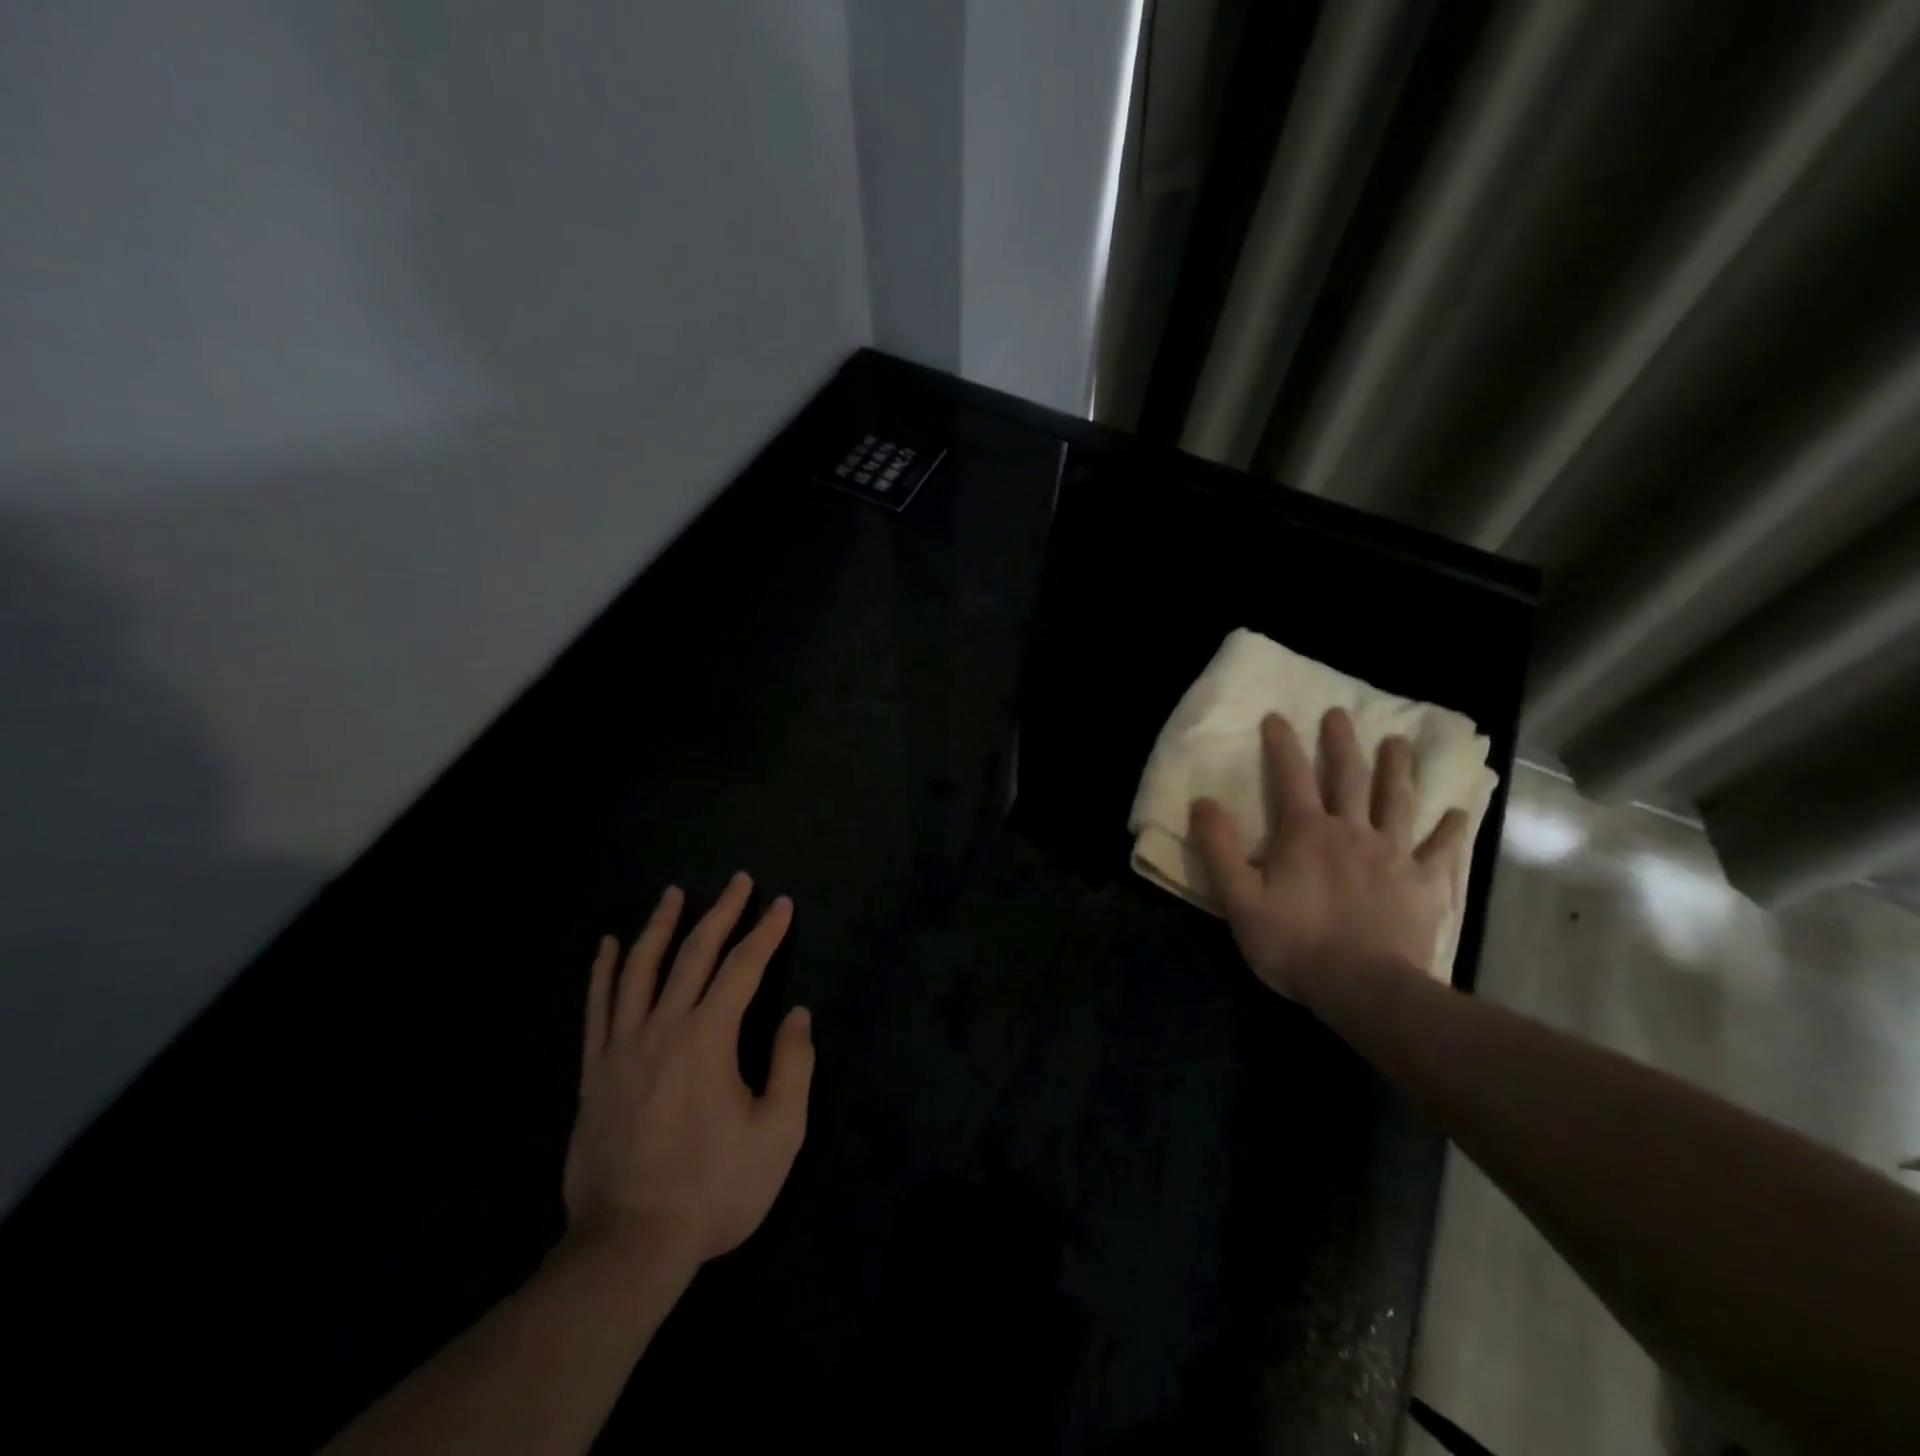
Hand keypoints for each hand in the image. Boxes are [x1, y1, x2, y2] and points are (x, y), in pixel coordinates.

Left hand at [562, 872, 814, 1266]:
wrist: (628, 1245)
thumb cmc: (713, 1189)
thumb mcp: (778, 1133)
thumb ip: (792, 1066)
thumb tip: (797, 1015)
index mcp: (709, 1037)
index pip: (743, 968)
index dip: (766, 932)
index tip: (782, 905)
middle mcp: (663, 1027)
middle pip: (693, 954)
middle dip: (721, 913)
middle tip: (738, 881)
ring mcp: (621, 1047)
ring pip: (640, 969)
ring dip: (660, 926)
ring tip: (673, 893)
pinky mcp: (595, 1071)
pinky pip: (599, 1007)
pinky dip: (605, 971)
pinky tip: (610, 946)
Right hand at [1188, 708, 1466, 1002]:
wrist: (1366, 990)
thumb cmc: (1295, 944)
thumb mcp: (1239, 899)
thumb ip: (1219, 849)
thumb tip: (1203, 801)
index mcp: (1306, 833)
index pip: (1291, 777)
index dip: (1282, 745)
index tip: (1277, 716)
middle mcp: (1352, 831)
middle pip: (1349, 778)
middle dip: (1341, 743)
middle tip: (1340, 714)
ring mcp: (1394, 855)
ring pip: (1397, 801)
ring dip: (1397, 769)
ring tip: (1399, 742)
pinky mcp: (1424, 884)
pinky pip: (1441, 850)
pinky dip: (1449, 830)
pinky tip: (1458, 813)